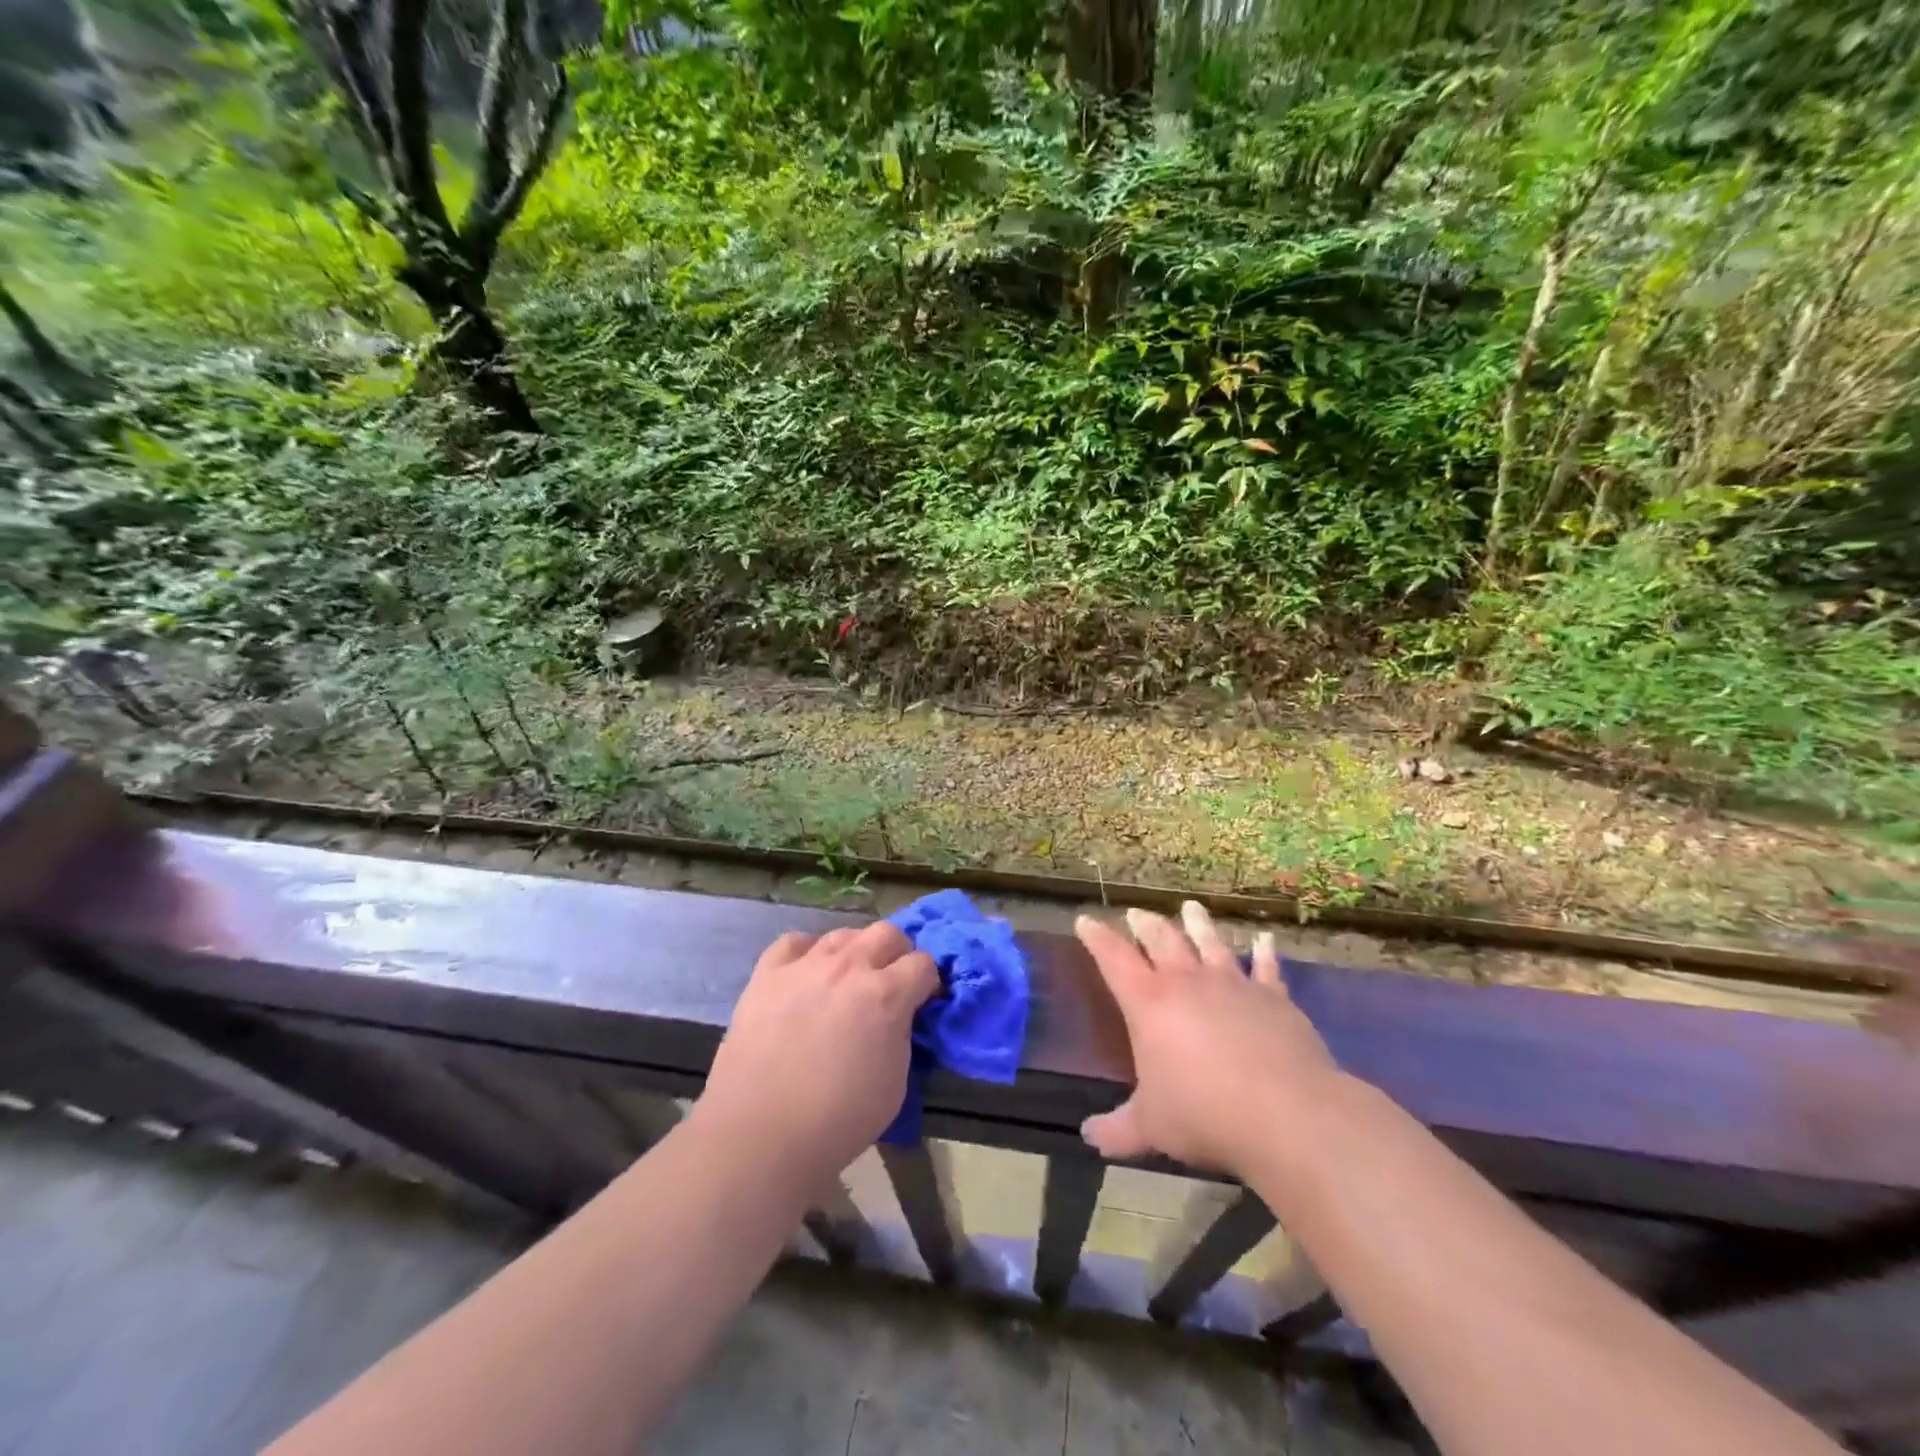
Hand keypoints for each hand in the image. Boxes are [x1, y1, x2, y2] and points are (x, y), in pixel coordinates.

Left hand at [696, 922, 938, 1179]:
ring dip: (855, 950)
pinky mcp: (768, 973)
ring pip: (843, 934)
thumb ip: (902, 1036)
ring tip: (848, 978)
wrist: (760, 1132)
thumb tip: (898, 1018)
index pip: (923, 964)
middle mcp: (849, 967)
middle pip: (887, 933)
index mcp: (886, 995)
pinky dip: (807, 952)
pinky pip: (794, 943)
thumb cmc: (837, 1119)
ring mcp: (806, 965)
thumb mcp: (896, 1084)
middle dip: (898, 953)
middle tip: (891, 982)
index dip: (928, 982)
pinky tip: (806, 973)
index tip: (923, 1000)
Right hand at [1076, 901, 1342, 1177]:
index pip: (1113, 958)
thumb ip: (1117, 1130)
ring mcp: (1233, 984)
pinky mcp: (1273, 997)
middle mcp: (1187, 981)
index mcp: (1148, 1002)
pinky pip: (1266, 967)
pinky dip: (1264, 951)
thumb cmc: (1205, 1115)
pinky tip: (1264, 938)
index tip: (1085, 919)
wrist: (1287, 1114)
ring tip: (1190, 906)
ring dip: (1197, 923)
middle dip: (1144, 924)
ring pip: (1209, 942)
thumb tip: (1087, 1136)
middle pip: (1161, 939)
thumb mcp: (1151, 1128)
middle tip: (1135, 913)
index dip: (1096, 937)